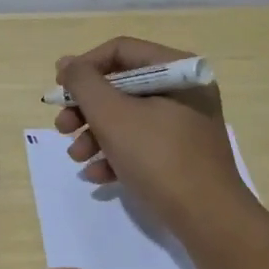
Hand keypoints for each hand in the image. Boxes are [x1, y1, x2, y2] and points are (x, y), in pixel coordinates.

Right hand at [54, 37, 252, 231]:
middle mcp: (183, 90)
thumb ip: (84, 84)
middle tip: (62, 128)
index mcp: (176, 69)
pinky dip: (116, 155)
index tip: (59, 90)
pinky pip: (142, 143)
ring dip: (95, 135)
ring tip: (77, 158)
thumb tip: (66, 64)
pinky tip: (97, 176)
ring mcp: (185, 124)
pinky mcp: (182, 154)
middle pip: (121, 86)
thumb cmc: (159, 157)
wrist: (208, 218)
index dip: (84, 67)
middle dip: (86, 109)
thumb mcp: (113, 115)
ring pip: (128, 117)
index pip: (120, 51)